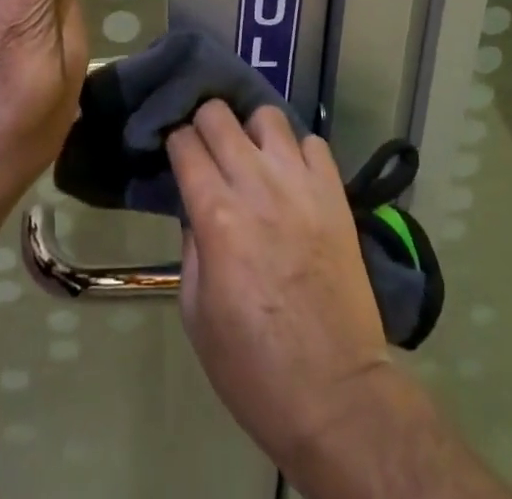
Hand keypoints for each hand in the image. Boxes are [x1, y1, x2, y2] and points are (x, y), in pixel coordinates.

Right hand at [167, 102, 393, 468]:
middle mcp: (256, 185)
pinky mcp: (335, 194)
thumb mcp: (196, 315)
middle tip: (207, 149)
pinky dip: (297, 151)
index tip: (176, 155)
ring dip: (252, 131)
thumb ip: (192, 248)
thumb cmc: (254, 367)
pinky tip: (292, 176)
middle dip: (205, 124)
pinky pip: (314, 143)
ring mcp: (300, 184)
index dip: (175, 143)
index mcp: (216, 215)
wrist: (336, 396)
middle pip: (219, 115)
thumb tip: (196, 209)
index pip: (184, 142)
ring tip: (253, 157)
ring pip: (268, 116)